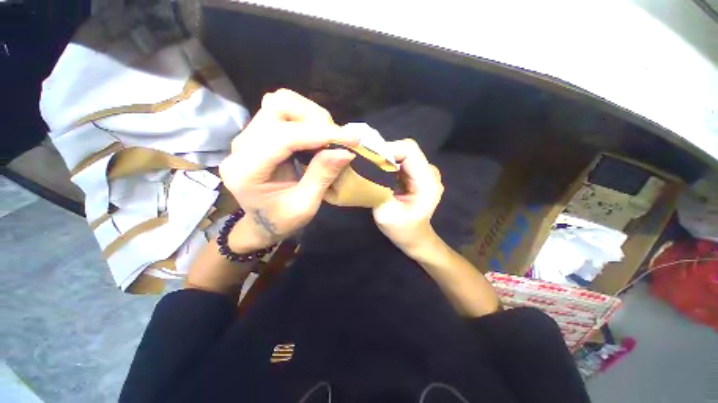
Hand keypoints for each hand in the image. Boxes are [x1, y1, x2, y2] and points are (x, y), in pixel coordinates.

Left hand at [219, 89, 357, 251]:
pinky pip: (281, 111)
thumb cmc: (282, 220)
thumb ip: (322, 176)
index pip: (283, 137)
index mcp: (247, 171)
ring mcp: (247, 137)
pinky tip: (317, 133)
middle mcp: (241, 147)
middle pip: (277, 108)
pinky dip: (304, 117)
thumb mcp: (305, 205)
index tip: (350, 139)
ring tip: (328, 135)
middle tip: (338, 139)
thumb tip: (345, 151)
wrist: (262, 222)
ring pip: (279, 103)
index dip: (320, 134)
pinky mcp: (257, 134)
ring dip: (310, 115)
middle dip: (314, 119)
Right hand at [372, 139, 443, 253]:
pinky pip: (401, 161)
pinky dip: (388, 164)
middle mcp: (429, 172)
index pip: (409, 150)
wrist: (415, 238)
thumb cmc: (403, 230)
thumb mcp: (386, 214)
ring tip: (371, 171)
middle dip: (383, 154)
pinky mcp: (418, 174)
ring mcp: (425, 172)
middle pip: (405, 149)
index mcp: (427, 181)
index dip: (387, 149)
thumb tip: (364, 168)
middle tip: (366, 165)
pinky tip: (380, 175)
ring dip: (385, 159)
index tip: (369, 159)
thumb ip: (377, 190)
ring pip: (402, 154)